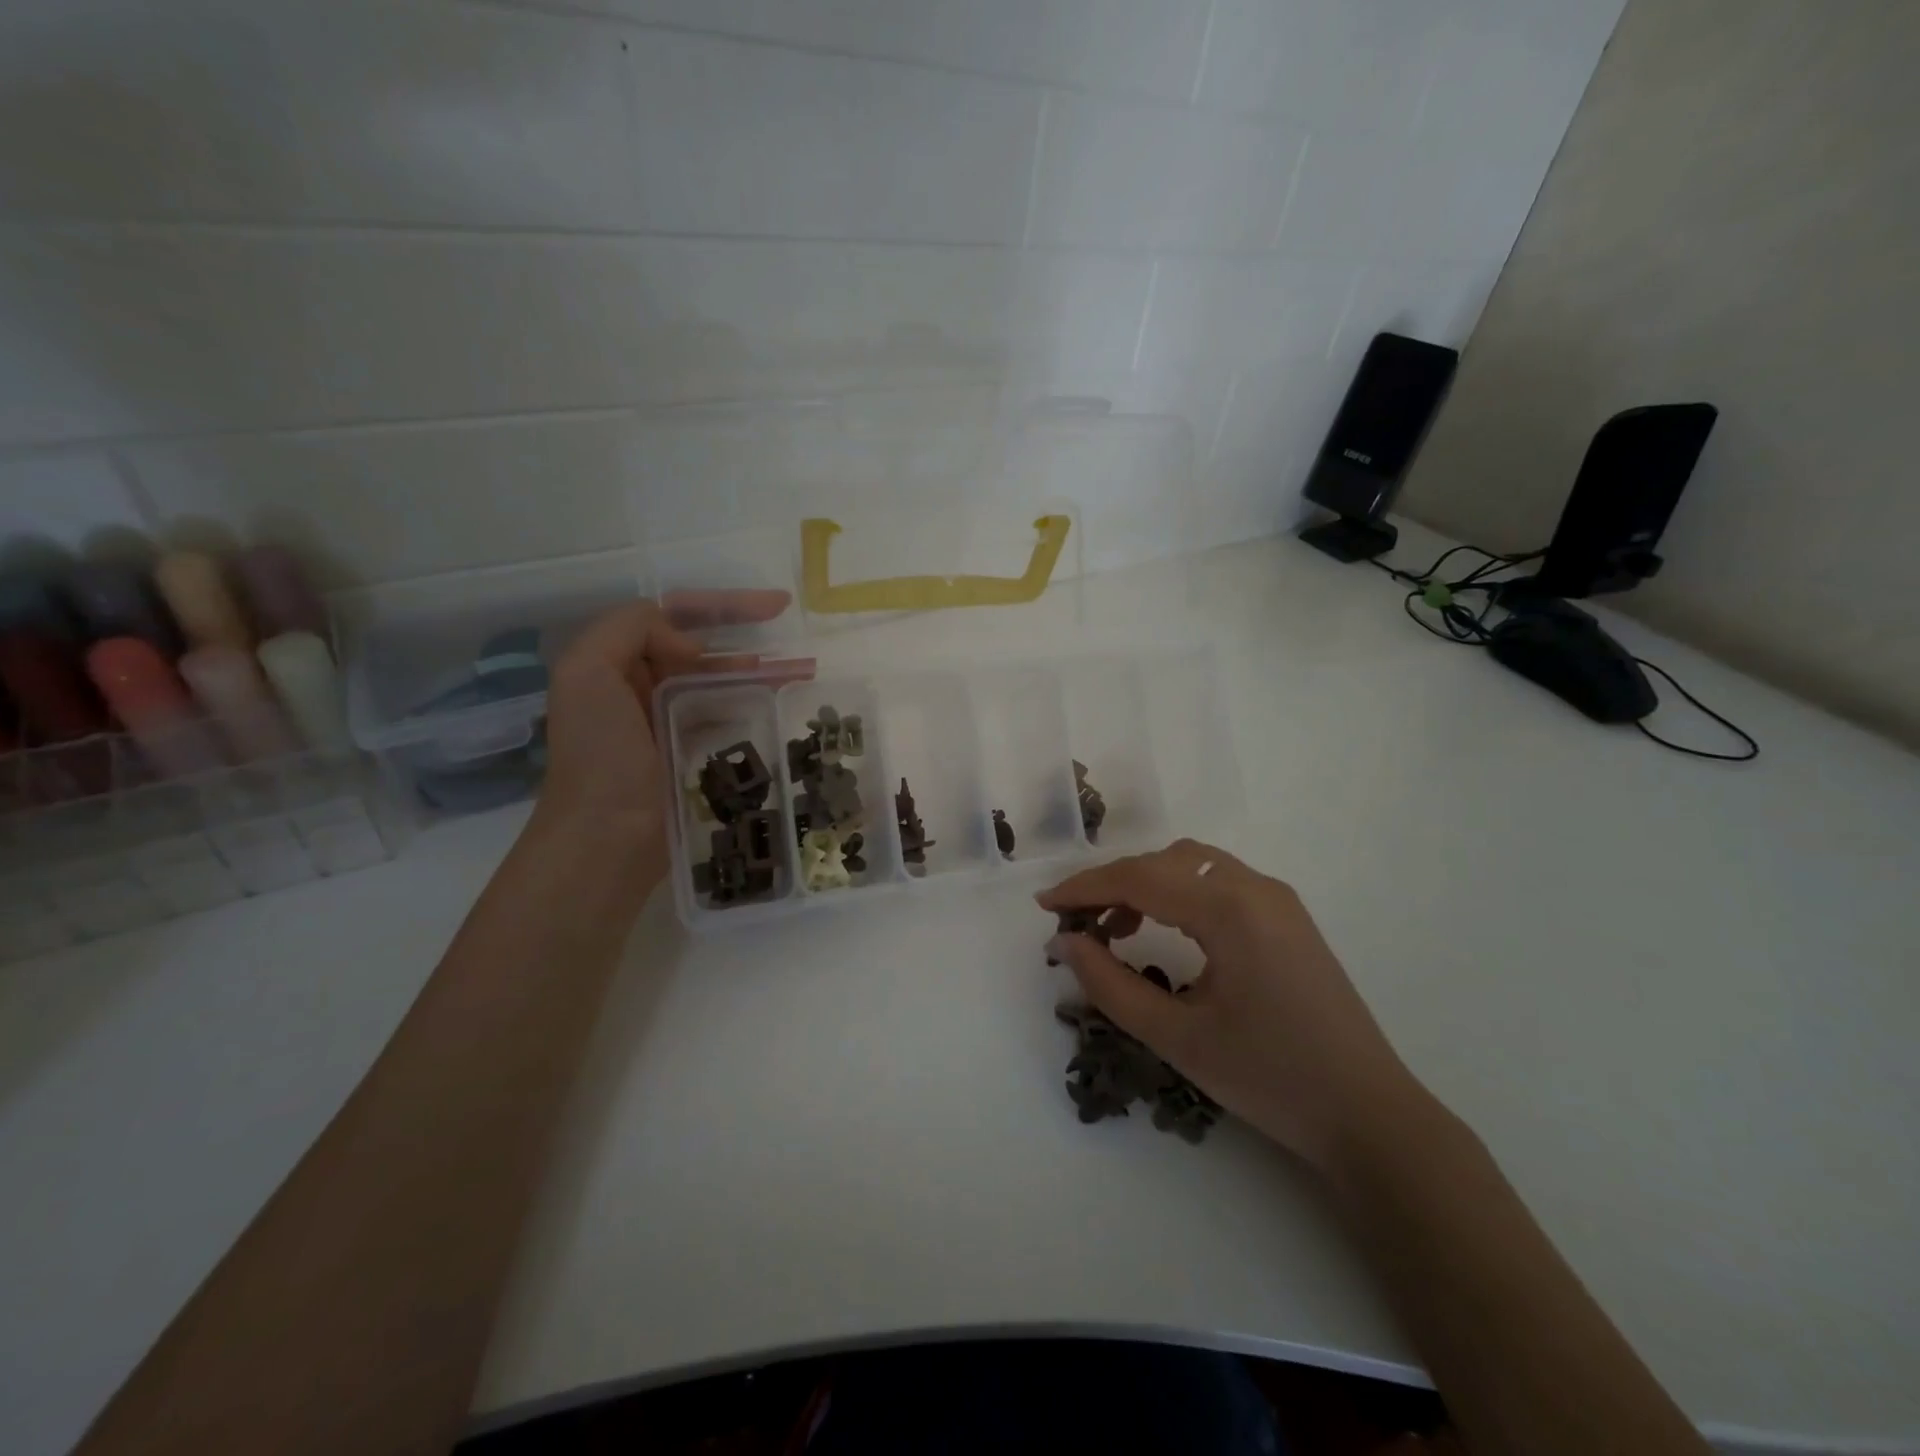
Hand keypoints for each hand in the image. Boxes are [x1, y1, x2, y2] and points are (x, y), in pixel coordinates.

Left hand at [535, 590, 790, 880]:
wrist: (603, 839)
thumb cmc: (598, 755)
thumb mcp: (587, 672)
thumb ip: (631, 629)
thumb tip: (693, 648)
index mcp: (615, 662)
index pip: (675, 615)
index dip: (725, 605)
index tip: (777, 607)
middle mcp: (640, 687)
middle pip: (703, 647)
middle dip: (749, 638)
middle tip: (797, 644)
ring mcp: (666, 723)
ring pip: (719, 682)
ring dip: (758, 673)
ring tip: (802, 675)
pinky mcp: (690, 756)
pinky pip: (725, 718)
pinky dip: (751, 707)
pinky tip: (780, 708)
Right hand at [1038, 839, 1426, 1171]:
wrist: (1368, 1115)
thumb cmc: (1269, 1078)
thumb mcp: (1177, 1037)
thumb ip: (1110, 985)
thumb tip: (1065, 943)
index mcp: (1230, 909)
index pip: (1140, 879)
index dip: (1085, 888)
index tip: (1044, 906)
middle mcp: (1254, 887)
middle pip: (1163, 862)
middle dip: (1112, 884)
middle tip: (1074, 922)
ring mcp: (1276, 899)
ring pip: (1191, 865)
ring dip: (1145, 884)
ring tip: (1114, 929)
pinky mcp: (1286, 916)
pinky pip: (1217, 882)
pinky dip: (1178, 893)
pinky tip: (1162, 930)